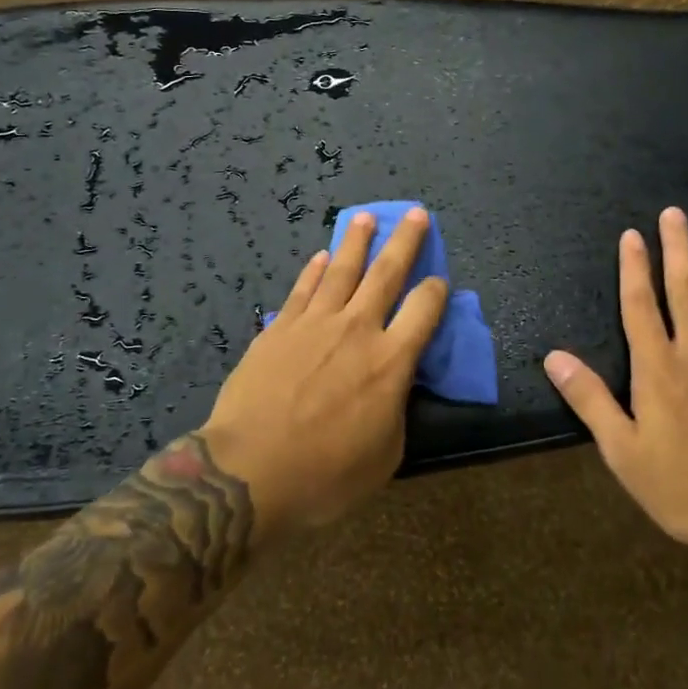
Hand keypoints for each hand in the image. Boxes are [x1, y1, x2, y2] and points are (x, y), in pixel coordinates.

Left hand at [205, 207, 448, 537]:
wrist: (249, 471)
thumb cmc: (324, 475)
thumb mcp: (384, 455)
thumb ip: (396, 410)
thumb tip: (395, 385)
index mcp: (391, 361)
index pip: (424, 310)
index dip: (436, 291)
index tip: (439, 281)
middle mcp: (357, 329)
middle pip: (387, 273)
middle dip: (405, 240)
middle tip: (416, 213)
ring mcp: (315, 323)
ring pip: (342, 270)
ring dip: (357, 241)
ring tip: (366, 218)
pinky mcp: (280, 327)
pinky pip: (303, 288)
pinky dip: (315, 269)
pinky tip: (322, 255)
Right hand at [543, 207, 687, 576]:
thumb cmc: (682, 487)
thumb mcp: (622, 450)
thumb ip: (590, 399)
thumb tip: (554, 357)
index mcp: (658, 369)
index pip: (640, 306)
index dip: (634, 269)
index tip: (632, 236)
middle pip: (686, 290)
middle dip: (678, 249)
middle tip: (675, 214)